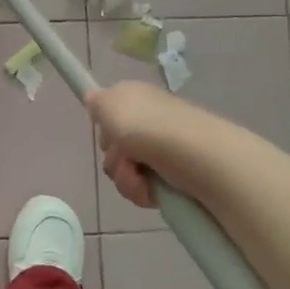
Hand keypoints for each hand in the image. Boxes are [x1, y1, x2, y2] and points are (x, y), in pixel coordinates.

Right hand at [85, 82, 213, 209]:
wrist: (194, 156)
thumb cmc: (146, 126)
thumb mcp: (109, 103)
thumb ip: (96, 102)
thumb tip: (95, 100)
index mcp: (137, 99)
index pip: (110, 114)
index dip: (105, 127)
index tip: (108, 135)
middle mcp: (150, 121)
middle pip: (114, 145)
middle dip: (113, 157)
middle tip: (124, 156)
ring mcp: (162, 149)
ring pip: (125, 169)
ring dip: (125, 177)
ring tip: (139, 177)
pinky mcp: (173, 175)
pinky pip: (142, 186)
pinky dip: (141, 190)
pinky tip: (150, 189)